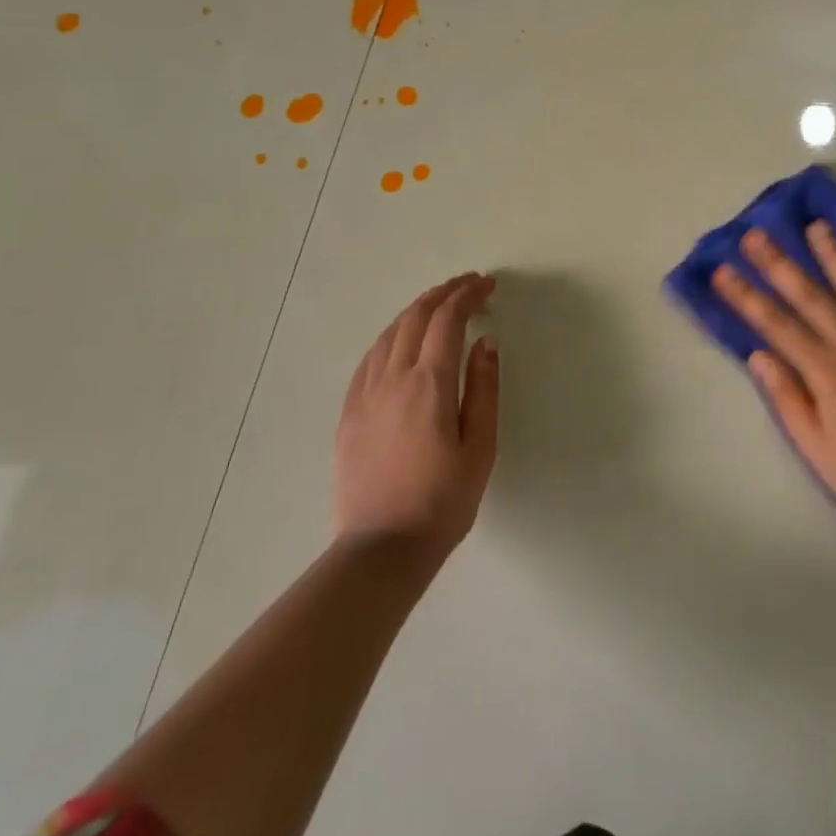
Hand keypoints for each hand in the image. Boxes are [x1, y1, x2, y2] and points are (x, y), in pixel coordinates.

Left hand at [334, 272, 498, 562]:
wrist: (381, 549)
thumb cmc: (442, 501)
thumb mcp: (480, 447)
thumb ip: (483, 389)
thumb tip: (485, 342)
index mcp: (429, 384)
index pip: (448, 320)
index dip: (468, 295)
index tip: (488, 285)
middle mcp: (392, 378)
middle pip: (416, 317)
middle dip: (444, 293)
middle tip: (468, 285)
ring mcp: (364, 394)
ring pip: (390, 333)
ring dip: (417, 310)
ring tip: (439, 304)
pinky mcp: (348, 413)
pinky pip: (369, 358)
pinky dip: (392, 336)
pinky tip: (401, 340)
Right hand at [712, 223, 835, 525]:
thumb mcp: (815, 447)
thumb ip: (788, 398)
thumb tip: (758, 355)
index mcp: (825, 371)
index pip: (776, 325)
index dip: (746, 297)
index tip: (722, 271)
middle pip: (810, 297)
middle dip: (779, 264)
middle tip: (756, 234)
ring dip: (835, 257)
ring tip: (817, 226)